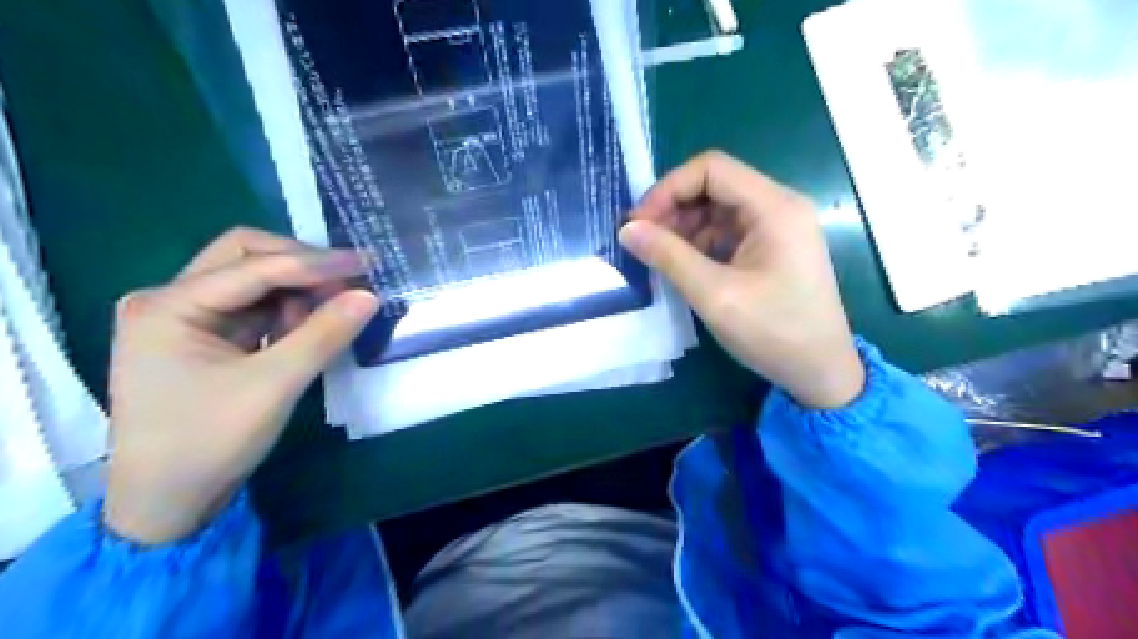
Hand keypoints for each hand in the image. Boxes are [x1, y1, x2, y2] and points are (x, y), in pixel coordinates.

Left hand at [103, 228, 377, 541]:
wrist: (166, 502)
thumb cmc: (209, 442)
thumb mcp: (274, 386)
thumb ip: (324, 334)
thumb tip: (370, 295)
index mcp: (168, 306)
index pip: (253, 265)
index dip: (314, 263)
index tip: (366, 262)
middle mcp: (169, 299)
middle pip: (245, 257)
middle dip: (301, 265)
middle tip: (349, 280)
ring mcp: (184, 318)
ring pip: (252, 280)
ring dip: (296, 289)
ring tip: (331, 312)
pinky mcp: (203, 337)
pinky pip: (254, 307)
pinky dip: (287, 311)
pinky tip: (308, 328)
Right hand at [621, 153, 864, 405]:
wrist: (820, 372)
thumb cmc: (772, 332)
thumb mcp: (714, 294)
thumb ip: (668, 256)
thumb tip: (627, 229)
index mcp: (774, 207)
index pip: (711, 169)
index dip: (668, 188)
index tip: (639, 222)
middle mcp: (779, 207)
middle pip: (715, 185)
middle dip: (674, 208)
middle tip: (643, 241)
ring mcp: (777, 227)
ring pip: (718, 208)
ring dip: (684, 227)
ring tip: (658, 256)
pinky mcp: (772, 248)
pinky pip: (728, 231)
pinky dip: (700, 243)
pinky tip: (683, 265)